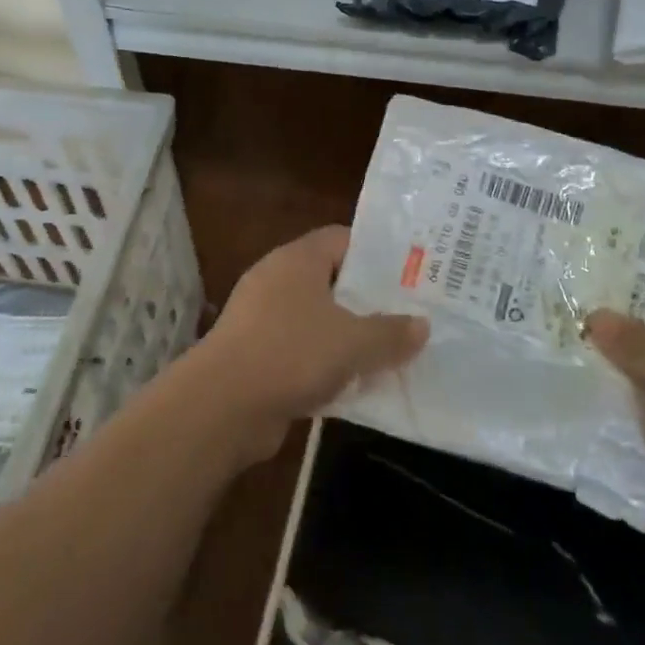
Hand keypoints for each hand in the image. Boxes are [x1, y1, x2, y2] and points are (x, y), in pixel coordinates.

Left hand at [183, 226, 426, 461]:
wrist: (223, 406)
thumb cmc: (292, 353)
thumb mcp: (354, 342)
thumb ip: (391, 333)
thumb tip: (422, 326)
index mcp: (297, 260)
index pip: (342, 239)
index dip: (376, 252)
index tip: (411, 272)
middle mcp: (277, 280)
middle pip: (332, 280)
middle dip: (368, 299)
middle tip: (410, 313)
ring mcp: (262, 319)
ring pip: (318, 319)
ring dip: (349, 336)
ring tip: (391, 350)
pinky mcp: (256, 355)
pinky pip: (302, 351)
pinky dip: (326, 363)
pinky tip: (356, 383)